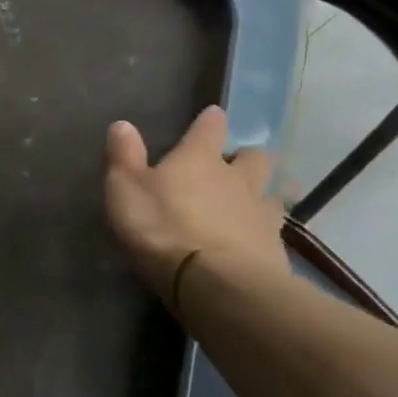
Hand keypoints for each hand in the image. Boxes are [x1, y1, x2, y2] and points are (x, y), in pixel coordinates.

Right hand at [104, 105, 288, 310]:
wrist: (214, 281)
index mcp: (200, 159)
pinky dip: (264, 231)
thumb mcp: (126, 190)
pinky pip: (274, 230)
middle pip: (254, 157)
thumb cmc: (162, 228)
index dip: (210, 121)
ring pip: (272, 192)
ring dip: (263, 194)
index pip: (210, 128)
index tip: (213, 115)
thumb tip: (122, 124)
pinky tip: (255, 241)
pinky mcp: (275, 247)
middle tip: (234, 167)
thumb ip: (124, 157)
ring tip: (251, 205)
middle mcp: (237, 178)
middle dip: (246, 158)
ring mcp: (261, 212)